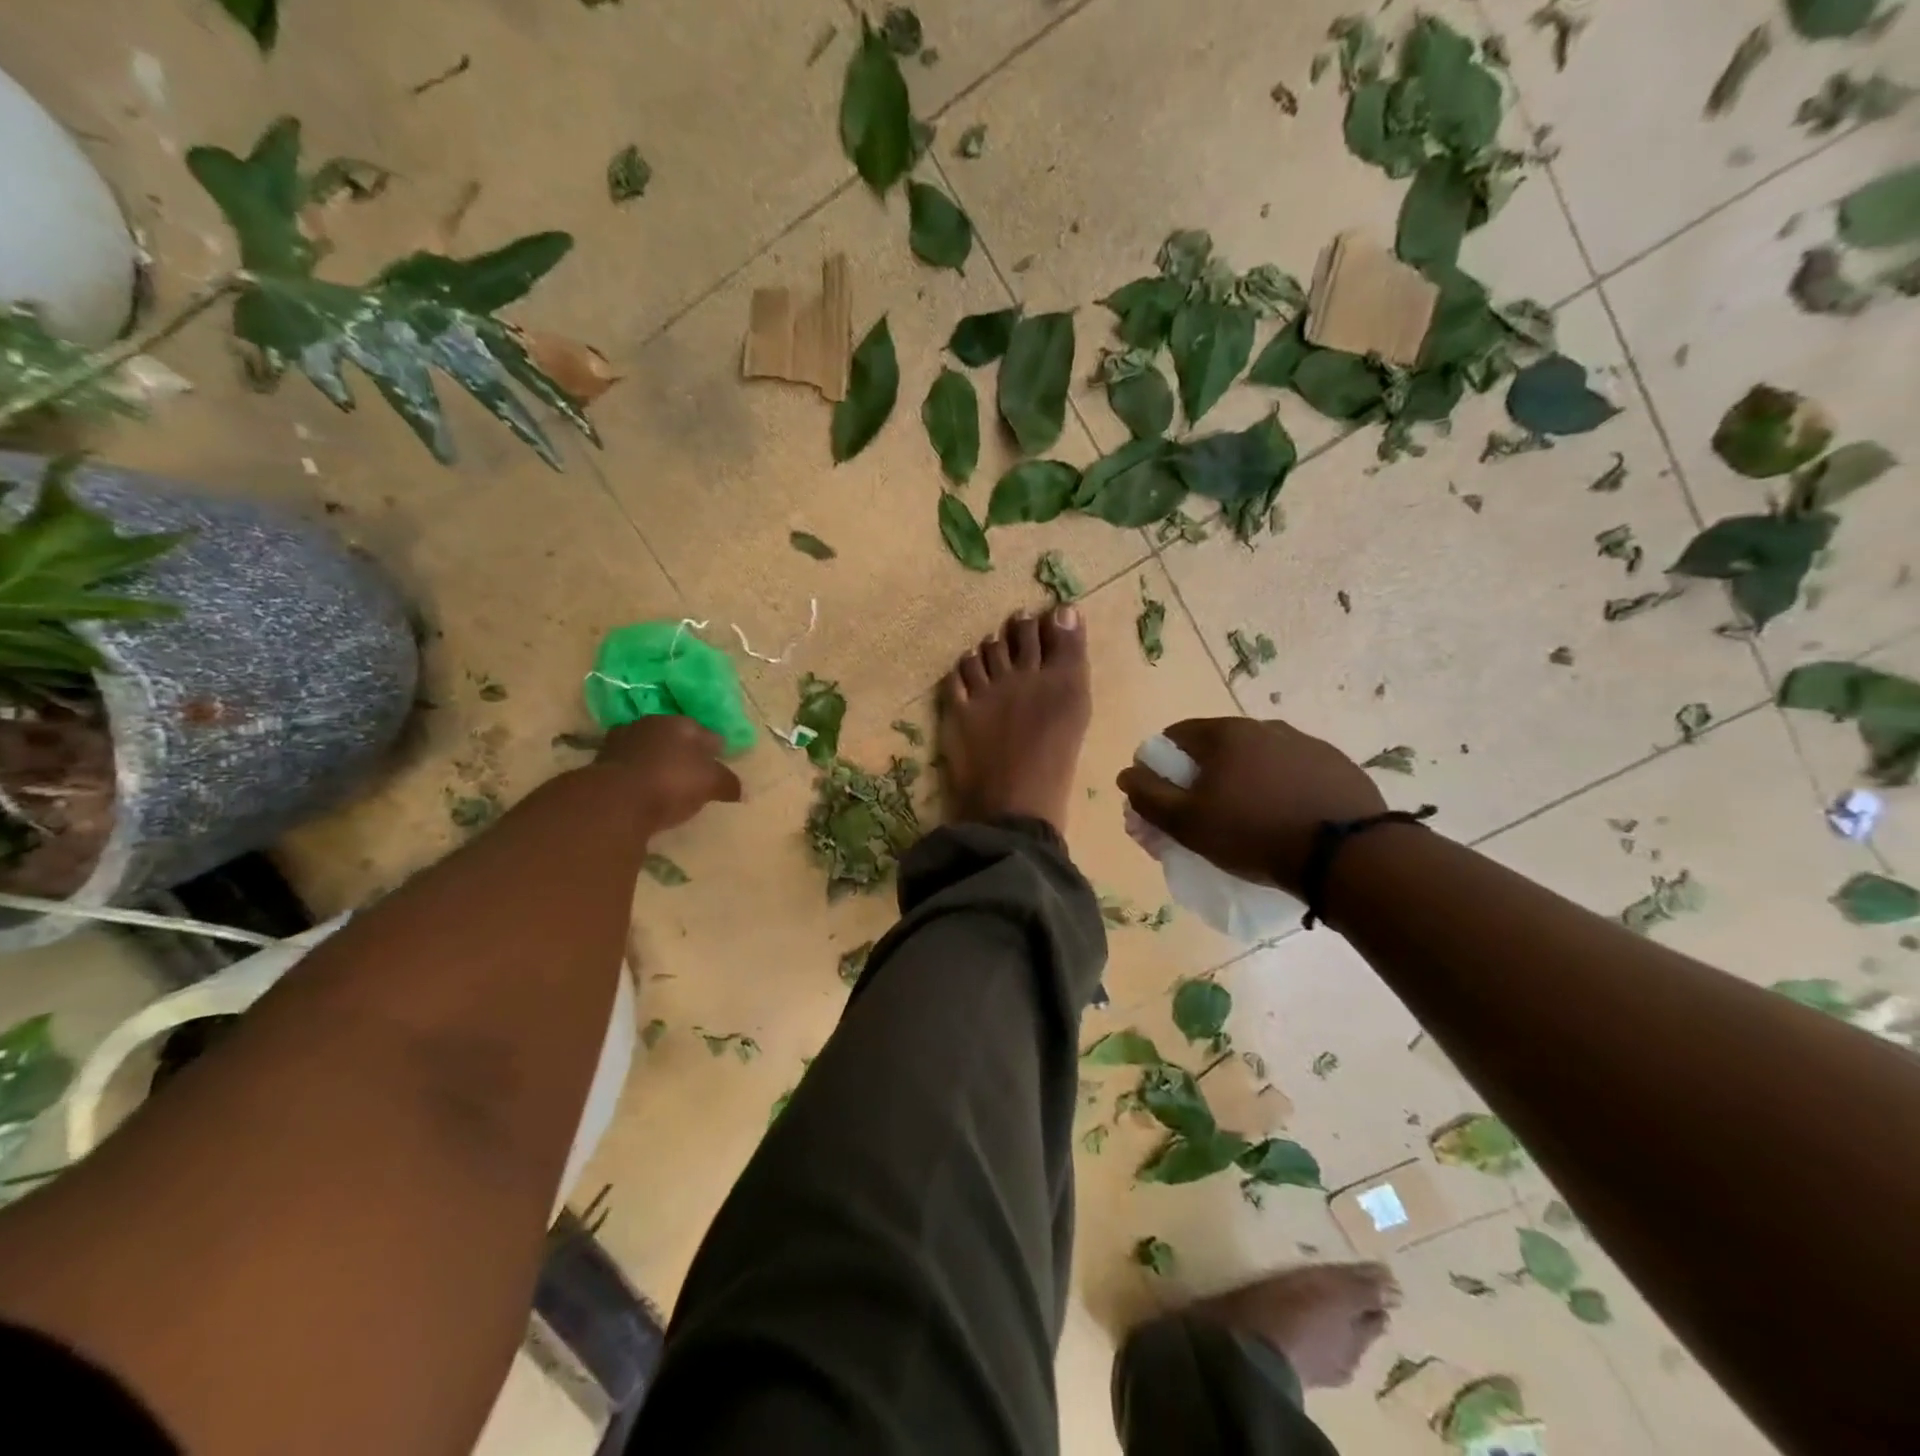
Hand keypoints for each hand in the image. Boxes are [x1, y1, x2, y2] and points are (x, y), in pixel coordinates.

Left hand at [592, 717, 741, 833]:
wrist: (614, 800)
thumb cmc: (672, 782)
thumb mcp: (711, 784)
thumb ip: (728, 783)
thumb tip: (740, 790)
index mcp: (681, 723)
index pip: (706, 733)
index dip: (716, 749)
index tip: (720, 764)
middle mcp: (651, 724)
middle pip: (675, 738)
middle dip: (685, 753)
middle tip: (695, 774)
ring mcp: (622, 742)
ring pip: (650, 750)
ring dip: (659, 763)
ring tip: (669, 785)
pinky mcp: (601, 764)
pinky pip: (631, 768)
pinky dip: (640, 777)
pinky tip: (646, 792)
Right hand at [1115, 718, 1383, 894]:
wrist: (1348, 855)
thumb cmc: (1254, 834)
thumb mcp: (1188, 823)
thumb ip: (1149, 795)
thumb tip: (1127, 773)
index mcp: (1225, 733)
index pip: (1175, 736)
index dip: (1161, 766)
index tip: (1166, 799)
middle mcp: (1264, 726)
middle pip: (1217, 747)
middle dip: (1203, 776)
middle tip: (1205, 815)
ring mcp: (1306, 743)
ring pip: (1257, 759)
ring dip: (1243, 781)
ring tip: (1249, 821)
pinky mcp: (1337, 765)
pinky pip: (1293, 772)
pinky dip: (1280, 788)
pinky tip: (1286, 819)